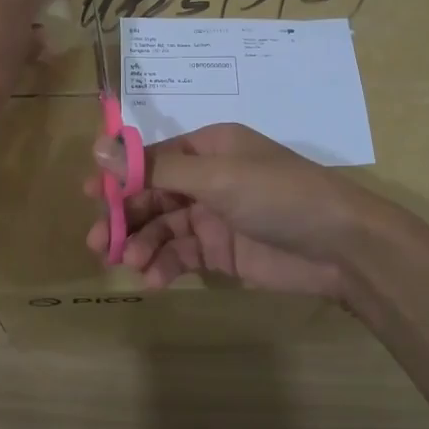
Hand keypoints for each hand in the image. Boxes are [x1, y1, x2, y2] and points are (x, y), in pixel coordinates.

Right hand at [83, 122, 378, 301]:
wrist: (340, 248)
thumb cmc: (279, 196)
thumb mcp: (217, 177)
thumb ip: (156, 170)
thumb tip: (98, 148)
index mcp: (208, 149)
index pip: (152, 158)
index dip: (119, 176)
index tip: (88, 195)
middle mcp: (207, 179)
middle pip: (152, 195)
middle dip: (125, 216)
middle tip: (97, 242)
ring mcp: (213, 217)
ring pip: (162, 228)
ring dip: (142, 244)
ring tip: (129, 262)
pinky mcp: (220, 252)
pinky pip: (181, 255)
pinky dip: (164, 266)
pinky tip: (153, 279)